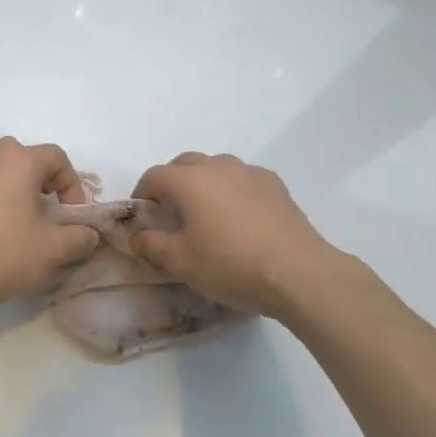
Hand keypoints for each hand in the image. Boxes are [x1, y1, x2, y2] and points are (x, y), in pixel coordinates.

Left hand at [0, 138, 100, 316]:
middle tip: (51, 219)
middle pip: (28, 162)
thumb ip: (81, 237)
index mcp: (18, 160)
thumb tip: (89, 235)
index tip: (73, 217)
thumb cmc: (3, 252)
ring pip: (3, 178)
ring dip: (20, 197)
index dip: (73, 186)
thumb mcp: (54, 249)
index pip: (58, 158)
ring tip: (25, 232)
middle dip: (45, 188)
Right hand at [130, 153, 340, 318]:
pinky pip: (243, 179)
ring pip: (217, 168)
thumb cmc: (231, 265)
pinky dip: (233, 190)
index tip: (142, 217)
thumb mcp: (181, 263)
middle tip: (170, 213)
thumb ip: (150, 245)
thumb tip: (136, 235)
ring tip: (206, 213)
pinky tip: (239, 217)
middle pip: (185, 163)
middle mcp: (219, 167)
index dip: (142, 194)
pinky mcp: (276, 186)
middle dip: (171, 182)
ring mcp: (251, 173)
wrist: (299, 273)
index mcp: (190, 181)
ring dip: (203, 183)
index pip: (154, 176)